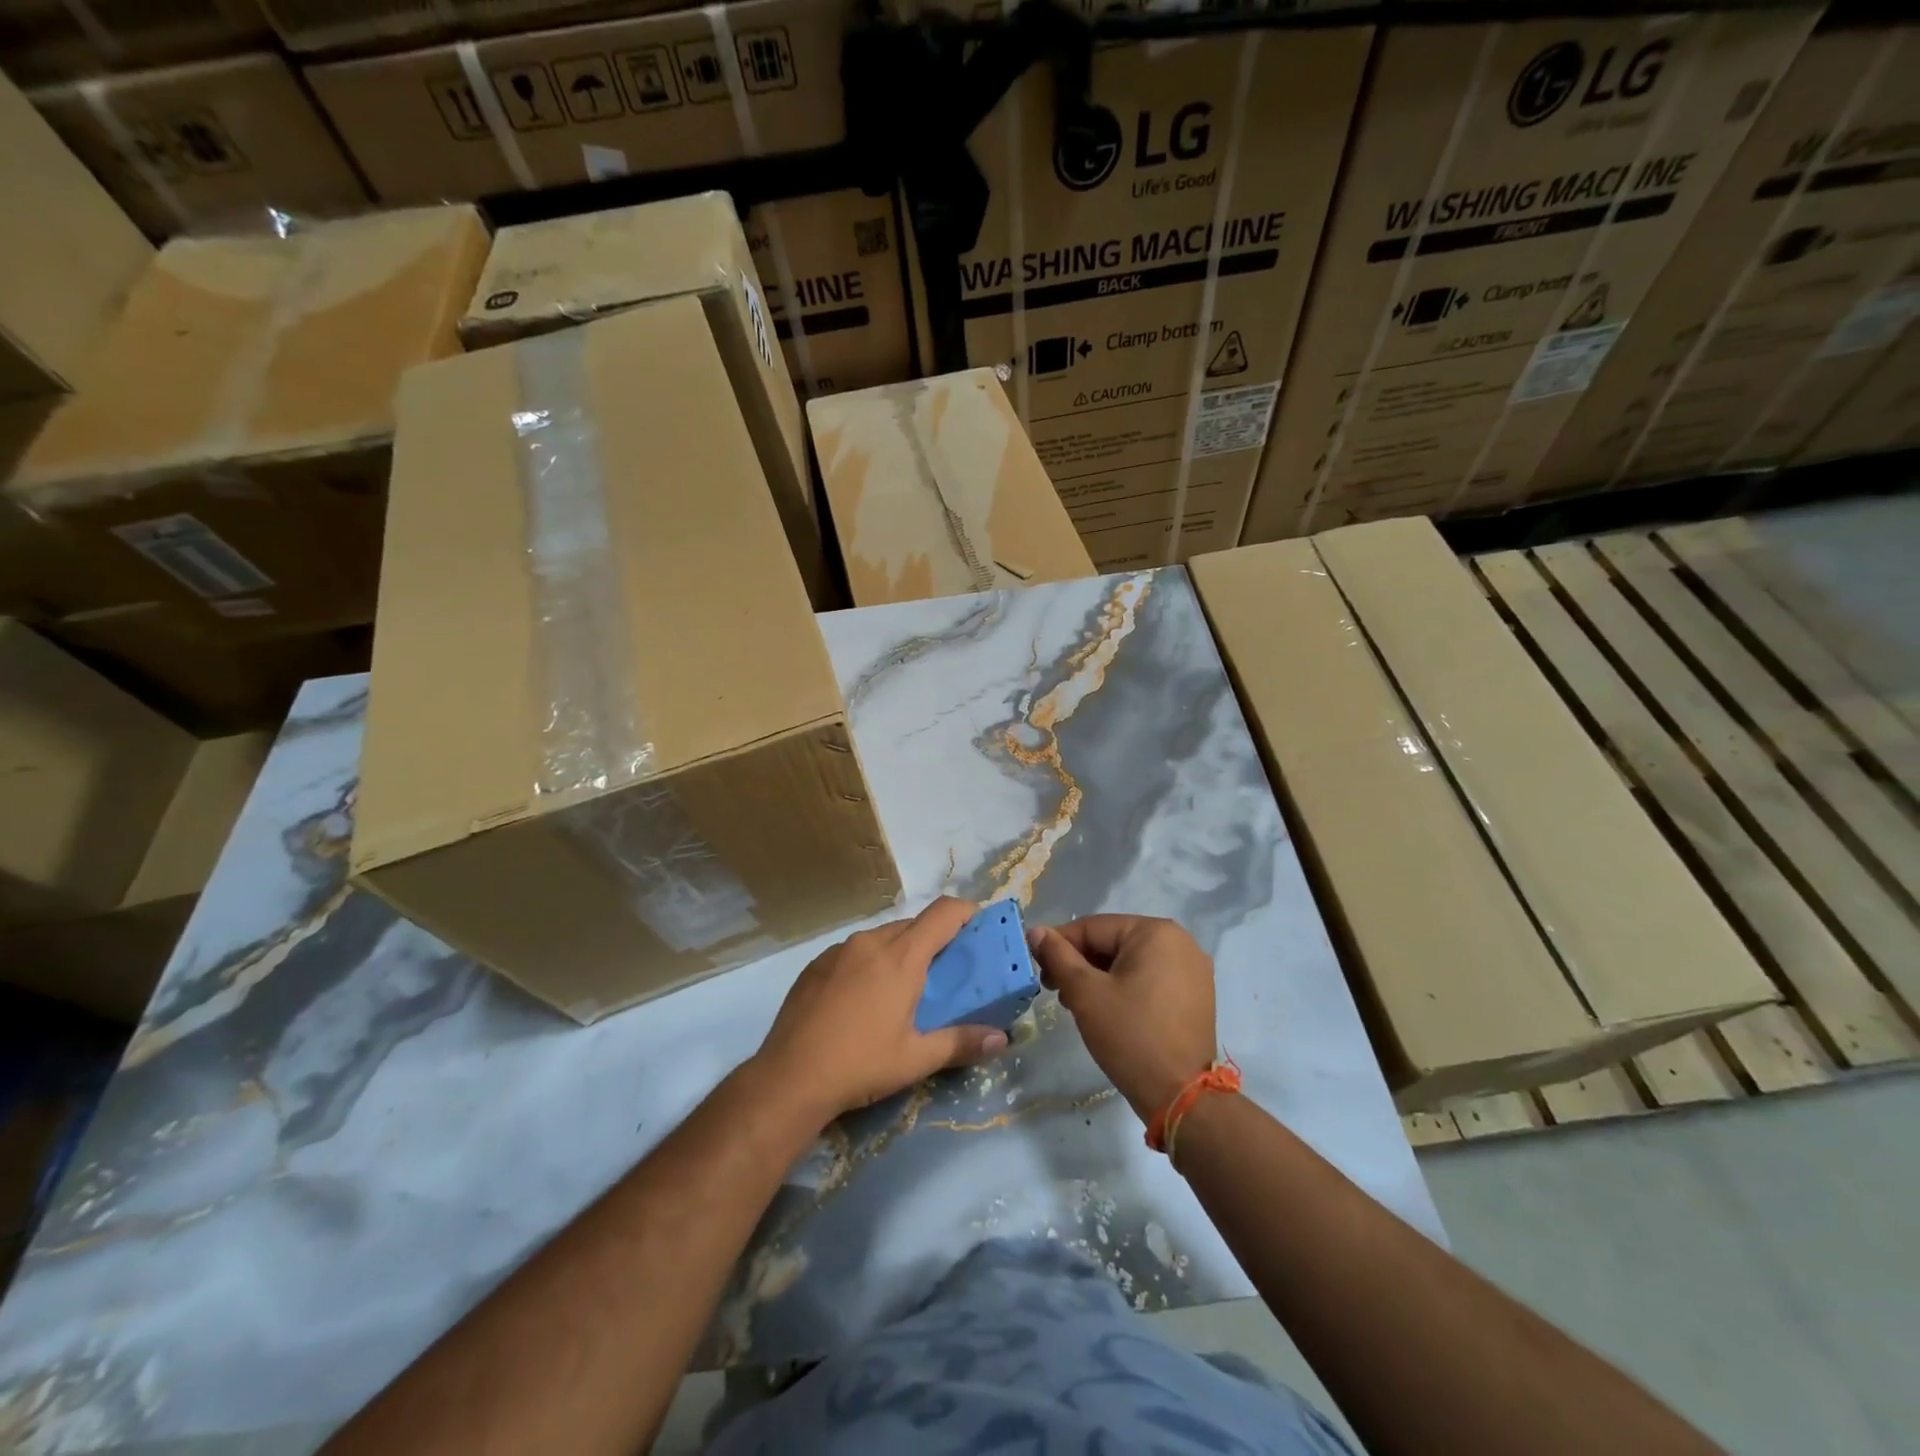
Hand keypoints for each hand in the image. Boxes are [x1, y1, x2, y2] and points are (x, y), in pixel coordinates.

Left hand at [755, 897, 1009, 1122]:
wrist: (788, 1078)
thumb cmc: (860, 1065)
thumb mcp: (916, 1059)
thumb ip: (961, 1043)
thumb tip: (1002, 1039)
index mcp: (901, 957)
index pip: (943, 913)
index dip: (967, 912)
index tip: (981, 926)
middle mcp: (871, 942)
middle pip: (913, 924)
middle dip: (935, 939)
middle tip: (947, 971)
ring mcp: (838, 950)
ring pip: (882, 937)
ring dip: (900, 951)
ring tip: (904, 988)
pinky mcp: (815, 964)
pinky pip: (853, 951)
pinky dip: (869, 962)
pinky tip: (863, 999)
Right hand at [1027, 915, 1216, 1122]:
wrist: (1180, 1097)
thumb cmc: (1130, 1035)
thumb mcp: (1085, 993)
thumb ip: (1058, 956)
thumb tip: (1036, 931)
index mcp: (1155, 932)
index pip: (1093, 927)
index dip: (1059, 945)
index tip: (1038, 968)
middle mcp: (1179, 941)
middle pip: (1113, 943)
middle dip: (1080, 964)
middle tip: (1055, 990)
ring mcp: (1192, 970)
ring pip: (1130, 962)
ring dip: (1099, 977)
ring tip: (1076, 1004)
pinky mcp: (1195, 995)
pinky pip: (1149, 978)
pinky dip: (1124, 987)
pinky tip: (1106, 1010)